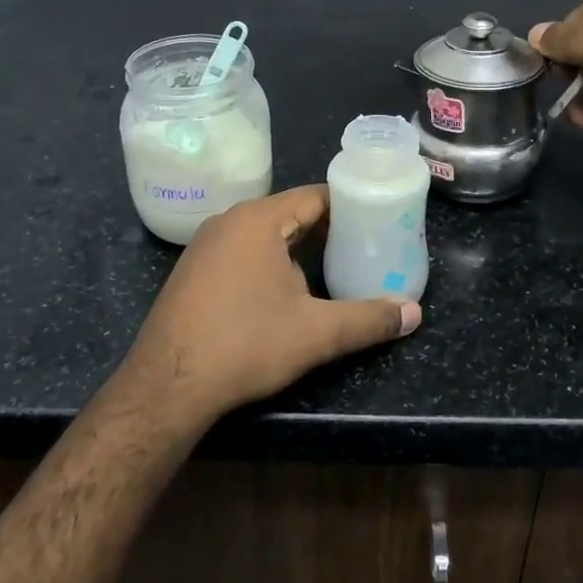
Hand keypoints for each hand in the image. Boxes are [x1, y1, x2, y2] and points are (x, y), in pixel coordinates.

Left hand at [120, 186, 419, 424]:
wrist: (167, 385)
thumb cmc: (245, 344)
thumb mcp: (316, 333)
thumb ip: (369, 319)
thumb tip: (415, 314)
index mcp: (258, 219)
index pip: (314, 197)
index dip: (349, 206)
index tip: (378, 219)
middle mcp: (228, 221)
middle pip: (289, 214)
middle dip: (327, 231)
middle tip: (364, 247)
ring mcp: (205, 246)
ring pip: (264, 236)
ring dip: (297, 250)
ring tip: (332, 268)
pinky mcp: (192, 272)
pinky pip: (241, 254)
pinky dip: (268, 263)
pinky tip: (284, 292)